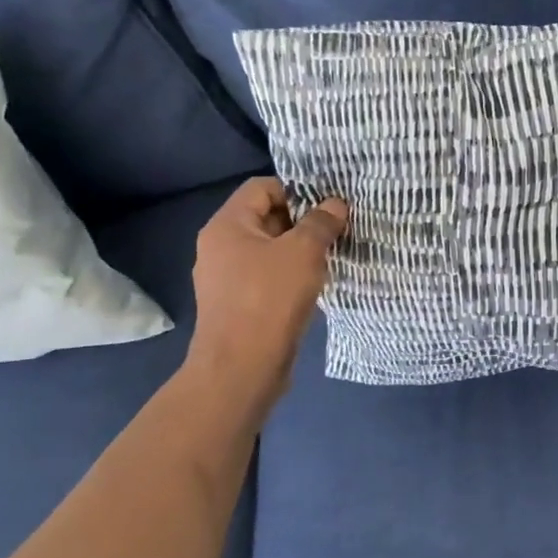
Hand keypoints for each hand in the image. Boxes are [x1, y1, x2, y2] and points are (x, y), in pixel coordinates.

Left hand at [185, 178, 348, 405]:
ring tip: (332, 255)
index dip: (296, 190)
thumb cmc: (269, 300)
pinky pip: (268, 277)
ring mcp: (227, 278)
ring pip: (270, 250)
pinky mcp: (238, 305)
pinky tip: (316, 285)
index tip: (328, 206)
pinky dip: (291, 276)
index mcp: (227, 226)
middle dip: (303, 221)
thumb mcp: (303, 252)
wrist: (241, 370)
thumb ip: (321, 223)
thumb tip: (335, 204)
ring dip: (300, 250)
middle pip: (266, 217)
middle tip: (337, 229)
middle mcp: (220, 247)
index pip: (262, 187)